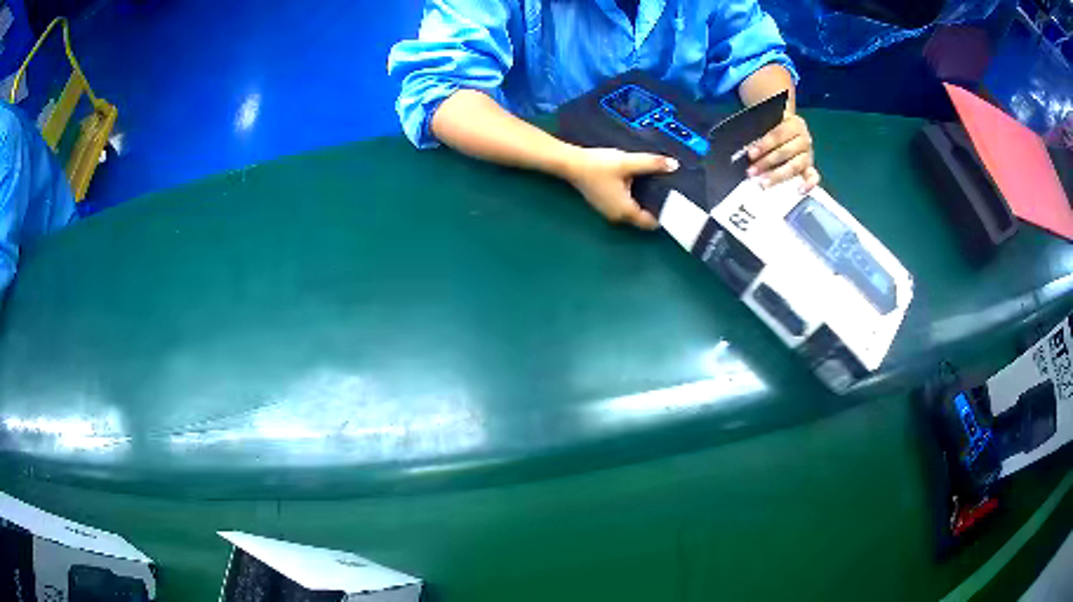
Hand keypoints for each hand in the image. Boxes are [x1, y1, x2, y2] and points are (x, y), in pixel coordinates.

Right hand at [564, 148, 677, 229]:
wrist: (570, 163)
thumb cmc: (598, 166)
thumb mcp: (628, 162)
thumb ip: (652, 164)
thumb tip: (674, 165)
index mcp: (625, 211)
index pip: (651, 222)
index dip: (665, 214)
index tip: (676, 204)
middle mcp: (618, 216)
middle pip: (643, 217)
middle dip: (655, 205)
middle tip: (669, 190)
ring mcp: (609, 211)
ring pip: (634, 210)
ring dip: (644, 200)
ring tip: (657, 185)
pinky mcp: (604, 203)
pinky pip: (625, 204)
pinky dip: (633, 197)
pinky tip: (637, 182)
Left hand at [746, 114, 819, 192]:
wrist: (789, 131)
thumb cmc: (775, 126)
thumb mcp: (769, 123)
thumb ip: (761, 130)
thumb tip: (747, 143)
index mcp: (794, 124)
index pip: (778, 135)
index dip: (764, 145)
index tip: (751, 154)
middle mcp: (804, 139)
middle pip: (785, 152)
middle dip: (767, 162)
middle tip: (752, 172)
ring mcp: (808, 155)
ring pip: (795, 166)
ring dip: (778, 175)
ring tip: (763, 183)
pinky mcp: (810, 168)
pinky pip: (813, 177)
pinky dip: (809, 184)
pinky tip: (800, 191)